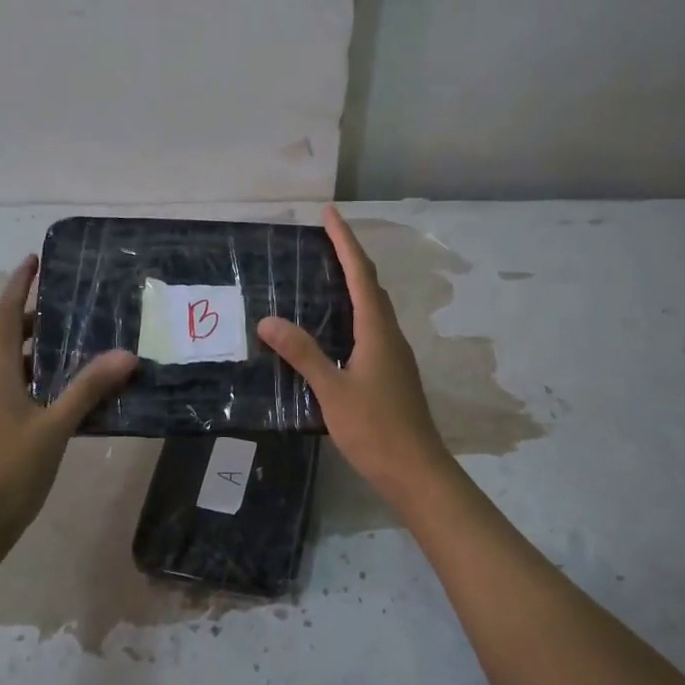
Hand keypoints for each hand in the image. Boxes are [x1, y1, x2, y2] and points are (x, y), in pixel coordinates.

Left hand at [0, 254, 135, 567]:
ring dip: (45, 350)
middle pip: (11, 337)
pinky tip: (74, 392)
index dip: (19, 284)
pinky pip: (19, 389)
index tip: (35, 259)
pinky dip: (43, 379)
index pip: (6, 315)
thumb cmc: (7, 472)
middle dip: (40, 318)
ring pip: (16, 365)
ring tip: (85, 343)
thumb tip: (126, 354)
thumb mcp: (54, 428)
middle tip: (79, 305)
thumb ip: (88, 389)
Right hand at [257, 206, 455, 506]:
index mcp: (377, 331)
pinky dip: (353, 312)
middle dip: (349, 257)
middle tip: (321, 240)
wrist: (416, 471)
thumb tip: (268, 320)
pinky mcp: (391, 373)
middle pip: (370, 285)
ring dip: (353, 284)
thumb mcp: (332, 391)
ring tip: (324, 275)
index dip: (345, 241)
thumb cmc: (375, 429)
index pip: (360, 274)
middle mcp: (389, 335)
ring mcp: (394, 355)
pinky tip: (334, 328)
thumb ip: (302, 354)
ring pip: (373, 307)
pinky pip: (371, 328)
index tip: (329, 213)